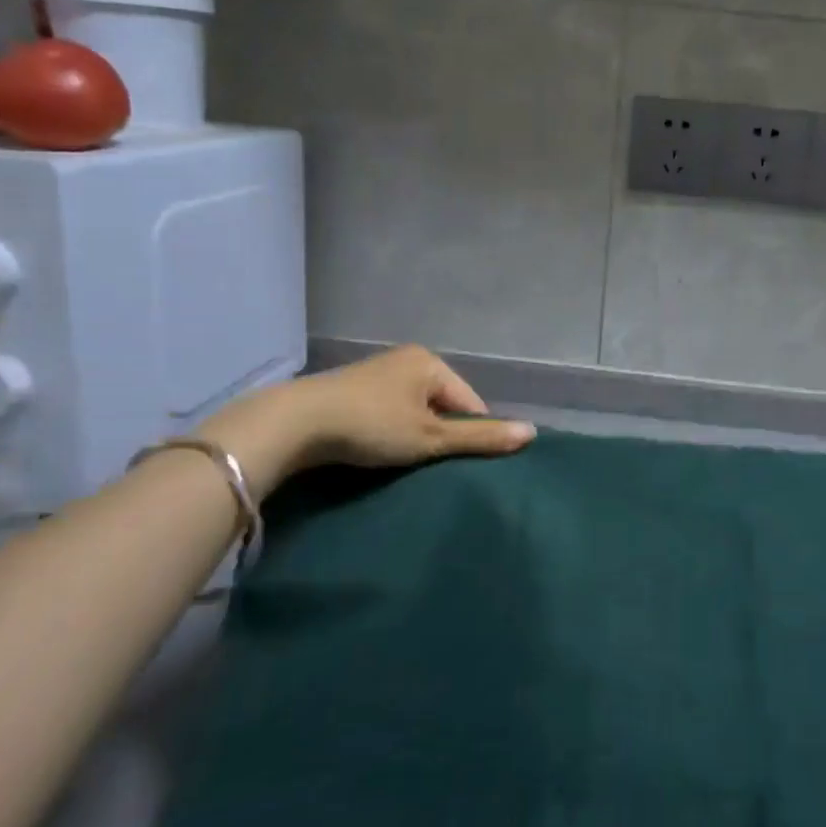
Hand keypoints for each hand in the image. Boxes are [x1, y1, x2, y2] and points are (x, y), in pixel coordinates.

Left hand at [201, 346, 535, 493]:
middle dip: (440, 434)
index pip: (470, 402)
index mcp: (430, 362)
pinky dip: (389, 432)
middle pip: (442, 405)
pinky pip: (387, 412)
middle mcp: (405, 360)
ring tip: (404, 463)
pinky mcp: (349, 390)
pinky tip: (377, 451)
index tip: (457, 464)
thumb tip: (532, 433)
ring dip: (414, 435)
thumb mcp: (431, 437)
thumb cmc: (372, 426)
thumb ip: (480, 438)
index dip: (470, 435)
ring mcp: (375, 373)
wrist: (293, 423)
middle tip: (430, 466)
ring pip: (413, 410)